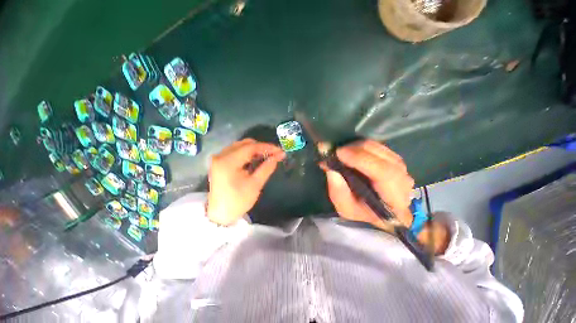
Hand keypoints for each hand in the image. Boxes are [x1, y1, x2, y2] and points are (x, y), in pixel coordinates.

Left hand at [207, 139, 284, 225]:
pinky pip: (236, 151)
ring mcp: (219, 158)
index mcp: (227, 162)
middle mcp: (220, 156)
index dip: (267, 147)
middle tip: (274, 154)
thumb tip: (279, 155)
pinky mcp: (220, 161)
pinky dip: (248, 153)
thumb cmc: (238, 201)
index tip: (280, 150)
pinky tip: (256, 159)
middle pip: (245, 144)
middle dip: (262, 148)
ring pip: (241, 146)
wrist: (220, 214)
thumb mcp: (255, 184)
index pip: (250, 147)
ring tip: (267, 157)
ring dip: (255, 150)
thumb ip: (267, 167)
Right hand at [321, 140, 414, 231]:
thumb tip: (330, 169)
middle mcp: (403, 182)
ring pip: (381, 149)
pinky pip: (379, 147)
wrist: (379, 212)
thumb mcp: (345, 209)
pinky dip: (362, 146)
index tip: (339, 153)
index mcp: (395, 200)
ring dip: (358, 147)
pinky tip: (351, 151)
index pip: (385, 173)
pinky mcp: (395, 160)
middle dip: (356, 150)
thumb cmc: (362, 213)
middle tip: (336, 151)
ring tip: (341, 152)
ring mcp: (402, 169)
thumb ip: (338, 192)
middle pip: (383, 157)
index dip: (361, 159)